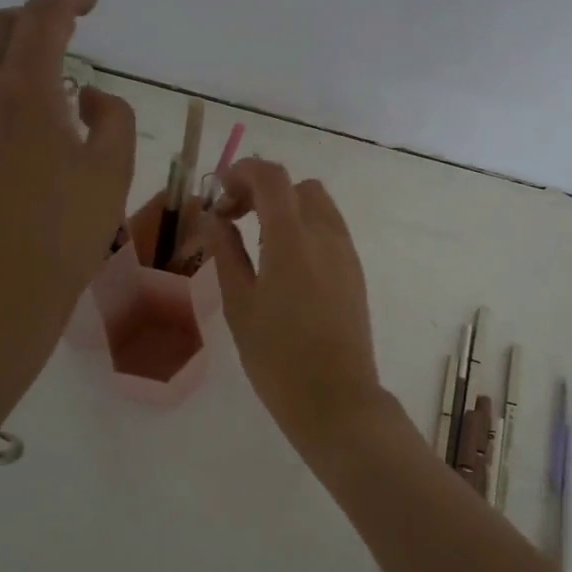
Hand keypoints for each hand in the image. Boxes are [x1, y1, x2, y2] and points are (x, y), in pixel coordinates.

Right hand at [201, 160, 388, 445]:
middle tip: (236, 219)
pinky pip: (330, 230)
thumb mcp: (240, 305)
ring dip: (287, 208)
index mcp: (293, 239)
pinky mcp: (355, 271)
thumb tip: (215, 218)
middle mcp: (326, 235)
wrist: (336, 399)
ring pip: (318, 205)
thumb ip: (226, 253)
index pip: (272, 177)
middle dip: (264, 190)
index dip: (242, 172)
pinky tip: (286, 264)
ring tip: (260, 241)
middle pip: (297, 186)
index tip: (219, 194)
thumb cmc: (277, 358)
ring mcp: (346, 252)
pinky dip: (305, 228)